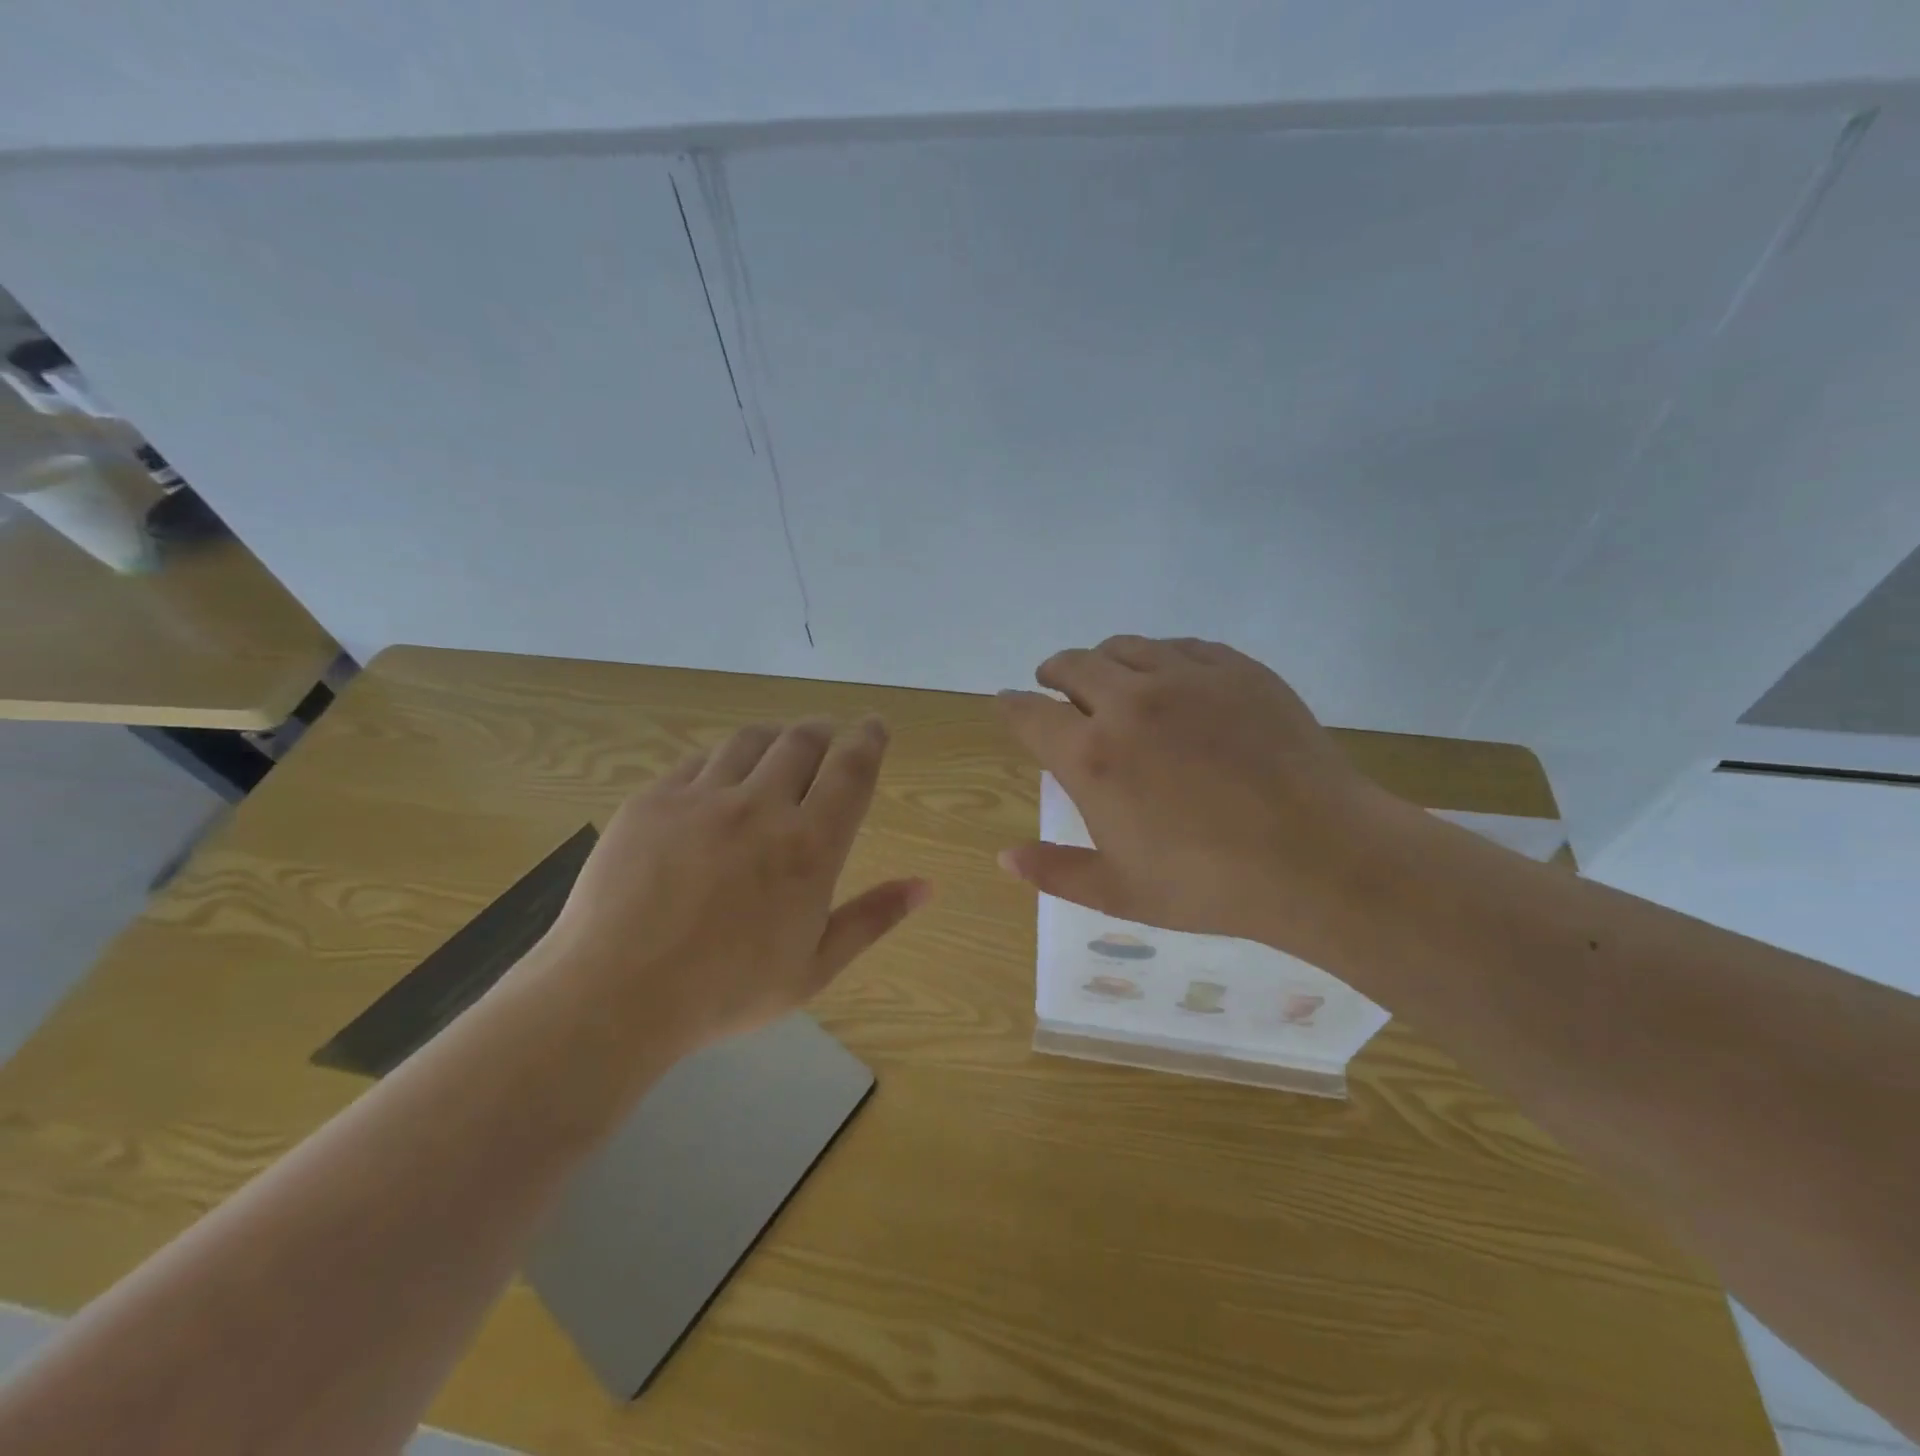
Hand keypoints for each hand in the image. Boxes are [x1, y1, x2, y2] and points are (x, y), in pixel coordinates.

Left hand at [538, 717, 929, 1060]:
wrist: (614, 994)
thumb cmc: (726, 990)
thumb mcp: (814, 967)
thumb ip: (873, 918)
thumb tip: (926, 886)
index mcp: (810, 846)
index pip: (852, 769)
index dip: (869, 738)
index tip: (874, 726)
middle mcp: (761, 806)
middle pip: (803, 740)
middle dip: (824, 732)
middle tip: (828, 741)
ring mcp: (702, 797)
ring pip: (751, 740)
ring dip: (776, 738)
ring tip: (778, 752)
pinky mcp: (654, 799)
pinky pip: (699, 760)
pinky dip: (723, 760)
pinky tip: (720, 781)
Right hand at [997, 637, 1408, 950]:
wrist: (1320, 857)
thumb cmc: (1210, 884)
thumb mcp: (1119, 892)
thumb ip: (1055, 872)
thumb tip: (1003, 858)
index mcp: (1092, 756)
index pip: (1029, 714)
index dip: (1011, 707)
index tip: (1007, 703)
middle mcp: (1129, 703)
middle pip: (1072, 665)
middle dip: (1053, 673)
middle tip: (1054, 684)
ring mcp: (1187, 678)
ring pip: (1125, 647)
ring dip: (1103, 659)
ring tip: (1108, 677)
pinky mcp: (1237, 669)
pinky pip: (1181, 646)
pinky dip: (1159, 655)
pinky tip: (1169, 675)